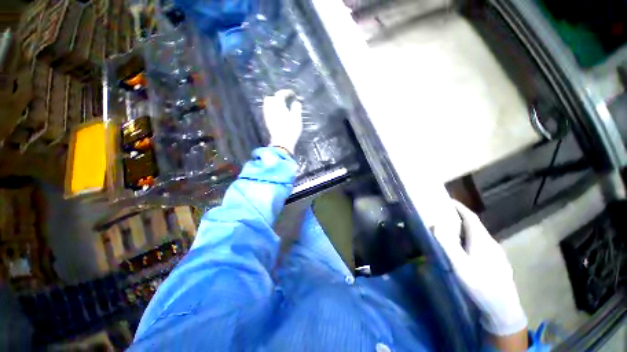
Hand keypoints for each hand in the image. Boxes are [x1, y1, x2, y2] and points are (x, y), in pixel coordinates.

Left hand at [263, 90, 302, 154]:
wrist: (282, 142)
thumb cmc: (291, 129)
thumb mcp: (297, 118)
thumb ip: (296, 108)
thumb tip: (296, 102)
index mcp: (278, 105)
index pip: (280, 94)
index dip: (286, 92)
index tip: (293, 94)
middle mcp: (270, 108)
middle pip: (270, 98)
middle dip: (277, 97)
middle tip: (285, 100)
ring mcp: (267, 115)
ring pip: (267, 105)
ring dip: (274, 104)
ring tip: (281, 107)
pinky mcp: (267, 122)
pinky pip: (268, 112)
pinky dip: (272, 110)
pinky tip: (278, 115)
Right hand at [433, 200, 527, 336]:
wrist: (503, 309)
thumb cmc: (480, 285)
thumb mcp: (460, 266)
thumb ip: (448, 245)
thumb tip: (435, 225)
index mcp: (482, 240)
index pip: (471, 217)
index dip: (460, 207)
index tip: (448, 200)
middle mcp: (491, 243)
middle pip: (475, 225)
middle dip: (460, 217)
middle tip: (445, 215)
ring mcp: (496, 253)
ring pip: (480, 236)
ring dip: (466, 229)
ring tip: (452, 231)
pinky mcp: (498, 262)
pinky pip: (483, 244)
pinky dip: (472, 240)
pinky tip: (467, 250)